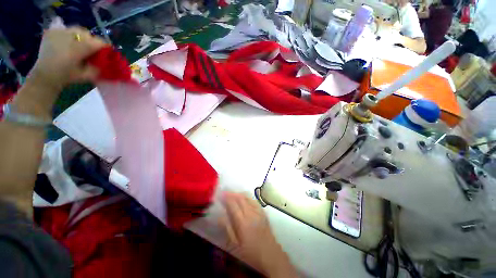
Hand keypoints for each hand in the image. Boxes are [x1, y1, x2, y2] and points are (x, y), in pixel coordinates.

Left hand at [28, 27, 107, 92]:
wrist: (44, 76)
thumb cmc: (66, 77)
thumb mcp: (86, 76)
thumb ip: (98, 68)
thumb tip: (106, 61)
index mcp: (79, 48)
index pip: (99, 42)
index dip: (105, 47)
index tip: (108, 52)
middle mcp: (69, 37)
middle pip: (87, 34)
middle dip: (92, 41)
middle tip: (92, 49)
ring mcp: (59, 33)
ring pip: (76, 29)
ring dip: (81, 36)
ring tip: (79, 44)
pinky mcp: (51, 32)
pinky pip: (63, 27)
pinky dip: (68, 32)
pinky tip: (68, 39)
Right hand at [220, 192, 297, 277]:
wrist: (271, 255)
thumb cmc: (251, 253)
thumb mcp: (236, 245)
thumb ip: (228, 229)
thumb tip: (220, 217)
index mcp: (243, 222)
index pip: (233, 205)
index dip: (226, 198)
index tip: (220, 194)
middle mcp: (251, 213)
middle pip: (240, 198)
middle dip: (232, 193)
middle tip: (225, 192)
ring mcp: (258, 211)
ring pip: (247, 197)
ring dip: (239, 193)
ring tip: (232, 193)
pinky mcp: (263, 212)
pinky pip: (254, 200)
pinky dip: (247, 196)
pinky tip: (244, 197)